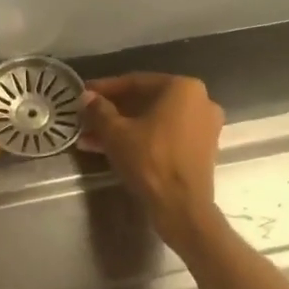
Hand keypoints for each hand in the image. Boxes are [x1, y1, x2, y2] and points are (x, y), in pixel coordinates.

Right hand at [80, 74, 224, 245]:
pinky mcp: (202, 149)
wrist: (182, 206)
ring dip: (123, 128)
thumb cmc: (149, 160)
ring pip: (154, 121)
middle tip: (87, 119)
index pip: (135, 82)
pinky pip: (166, 135)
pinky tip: (113, 149)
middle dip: (113, 112)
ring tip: (92, 139)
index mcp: (182, 87)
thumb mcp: (116, 133)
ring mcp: (204, 126)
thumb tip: (86, 97)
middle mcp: (200, 100)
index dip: (105, 89)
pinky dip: (142, 139)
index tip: (83, 94)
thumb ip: (99, 110)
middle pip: (146, 101)